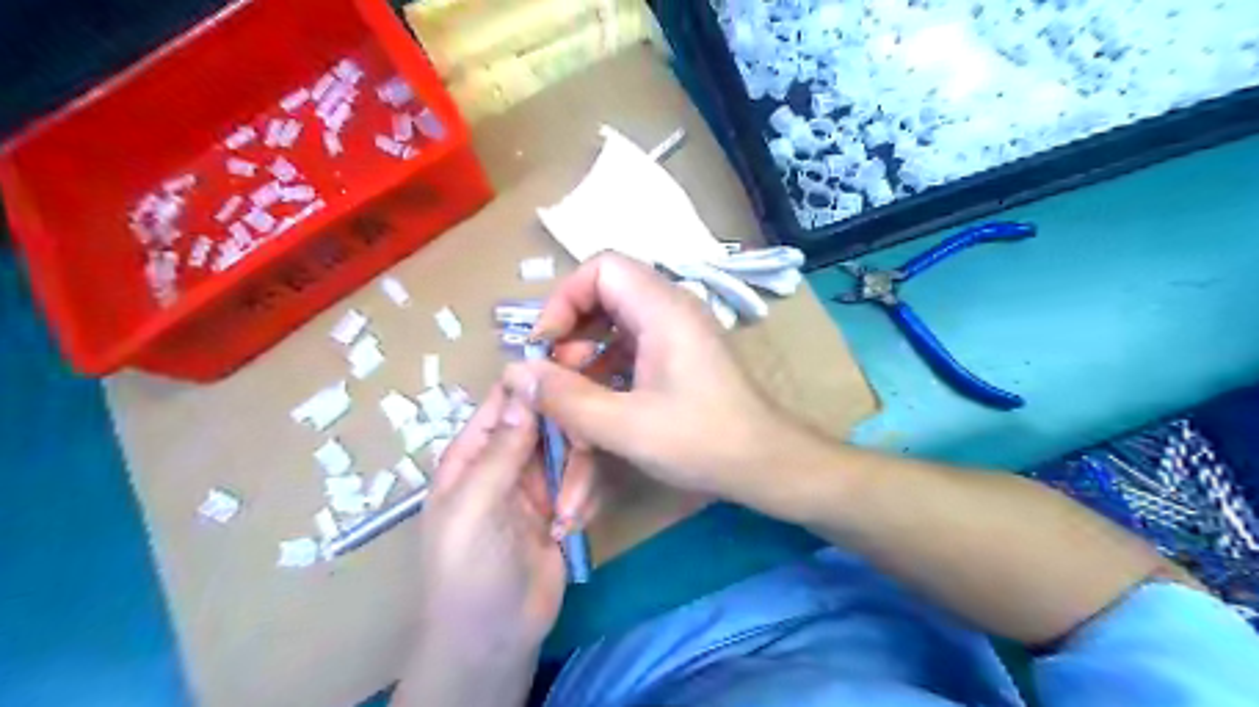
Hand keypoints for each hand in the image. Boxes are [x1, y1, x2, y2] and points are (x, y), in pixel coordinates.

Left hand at [399, 386, 596, 705]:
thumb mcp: (476, 505)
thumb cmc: (469, 569)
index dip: (537, 376)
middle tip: (591, 438)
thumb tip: (524, 383)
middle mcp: (508, 457)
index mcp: (474, 451)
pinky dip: (584, 499)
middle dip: (570, 430)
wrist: (496, 637)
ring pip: (573, 450)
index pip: (507, 397)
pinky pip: (584, 480)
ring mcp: (538, 481)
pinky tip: (570, 528)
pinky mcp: (563, 503)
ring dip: (577, 479)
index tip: (578, 360)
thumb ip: (503, 447)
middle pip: (548, 418)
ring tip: (566, 516)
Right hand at [504, 252, 805, 505]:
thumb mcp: (626, 426)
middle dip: (571, 329)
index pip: (602, 267)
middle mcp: (671, 308)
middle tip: (555, 373)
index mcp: (662, 309)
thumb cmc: (702, 440)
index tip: (545, 344)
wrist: (764, 462)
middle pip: (605, 291)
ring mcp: (676, 331)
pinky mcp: (678, 353)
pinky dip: (606, 365)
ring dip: (586, 352)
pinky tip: (599, 401)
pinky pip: (631, 343)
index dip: (564, 298)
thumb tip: (517, 373)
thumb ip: (567, 399)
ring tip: (573, 394)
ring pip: (615, 320)